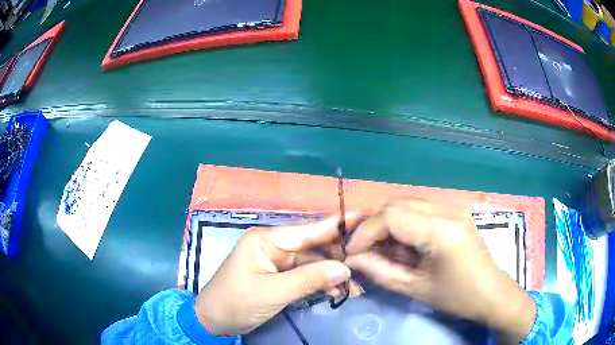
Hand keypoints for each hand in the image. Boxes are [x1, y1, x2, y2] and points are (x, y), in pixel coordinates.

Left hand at [195, 213, 361, 334]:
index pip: (306, 230)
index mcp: (266, 240)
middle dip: (338, 256)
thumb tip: (345, 268)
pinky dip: (321, 283)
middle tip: (365, 263)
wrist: (214, 320)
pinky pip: (305, 276)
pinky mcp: (279, 277)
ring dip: (332, 274)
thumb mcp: (273, 292)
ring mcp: (277, 262)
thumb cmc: (237, 301)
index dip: (335, 224)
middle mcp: (273, 246)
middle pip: (313, 246)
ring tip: (356, 286)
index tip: (362, 216)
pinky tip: (338, 292)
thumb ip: (309, 279)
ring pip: (312, 263)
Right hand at [344, 198, 535, 342]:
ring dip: (388, 223)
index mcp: (441, 230)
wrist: (492, 293)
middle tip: (365, 251)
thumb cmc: (457, 297)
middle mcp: (448, 209)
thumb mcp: (415, 289)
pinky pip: (421, 208)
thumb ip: (380, 271)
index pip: (390, 216)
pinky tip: (405, 244)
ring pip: (407, 203)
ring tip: (384, 250)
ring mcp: (454, 206)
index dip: (365, 233)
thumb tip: (352, 258)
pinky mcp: (456, 210)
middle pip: (396, 203)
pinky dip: (405, 222)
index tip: (352, 253)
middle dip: (374, 226)